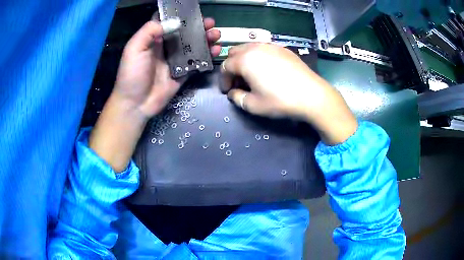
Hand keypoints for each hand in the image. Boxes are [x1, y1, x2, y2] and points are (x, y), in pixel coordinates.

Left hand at [89, 18, 220, 171]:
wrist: (136, 104)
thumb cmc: (132, 75)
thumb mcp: (134, 49)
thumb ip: (150, 31)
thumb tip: (175, 22)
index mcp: (153, 39)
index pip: (168, 22)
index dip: (179, 15)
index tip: (192, 10)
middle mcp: (165, 46)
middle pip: (184, 32)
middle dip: (198, 26)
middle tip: (210, 23)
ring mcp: (175, 60)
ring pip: (193, 45)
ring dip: (205, 38)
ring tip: (216, 34)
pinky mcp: (183, 73)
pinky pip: (197, 61)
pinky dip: (207, 55)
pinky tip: (215, 50)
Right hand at [221, 43, 357, 144]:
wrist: (311, 94)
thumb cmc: (280, 100)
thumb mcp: (253, 105)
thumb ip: (237, 98)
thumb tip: (233, 93)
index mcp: (245, 60)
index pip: (225, 66)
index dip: (223, 80)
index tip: (228, 91)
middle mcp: (255, 48)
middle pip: (235, 53)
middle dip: (232, 67)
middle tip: (238, 82)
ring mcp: (270, 46)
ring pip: (249, 48)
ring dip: (244, 60)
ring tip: (251, 75)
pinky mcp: (283, 48)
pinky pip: (263, 49)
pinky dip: (258, 57)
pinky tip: (266, 70)